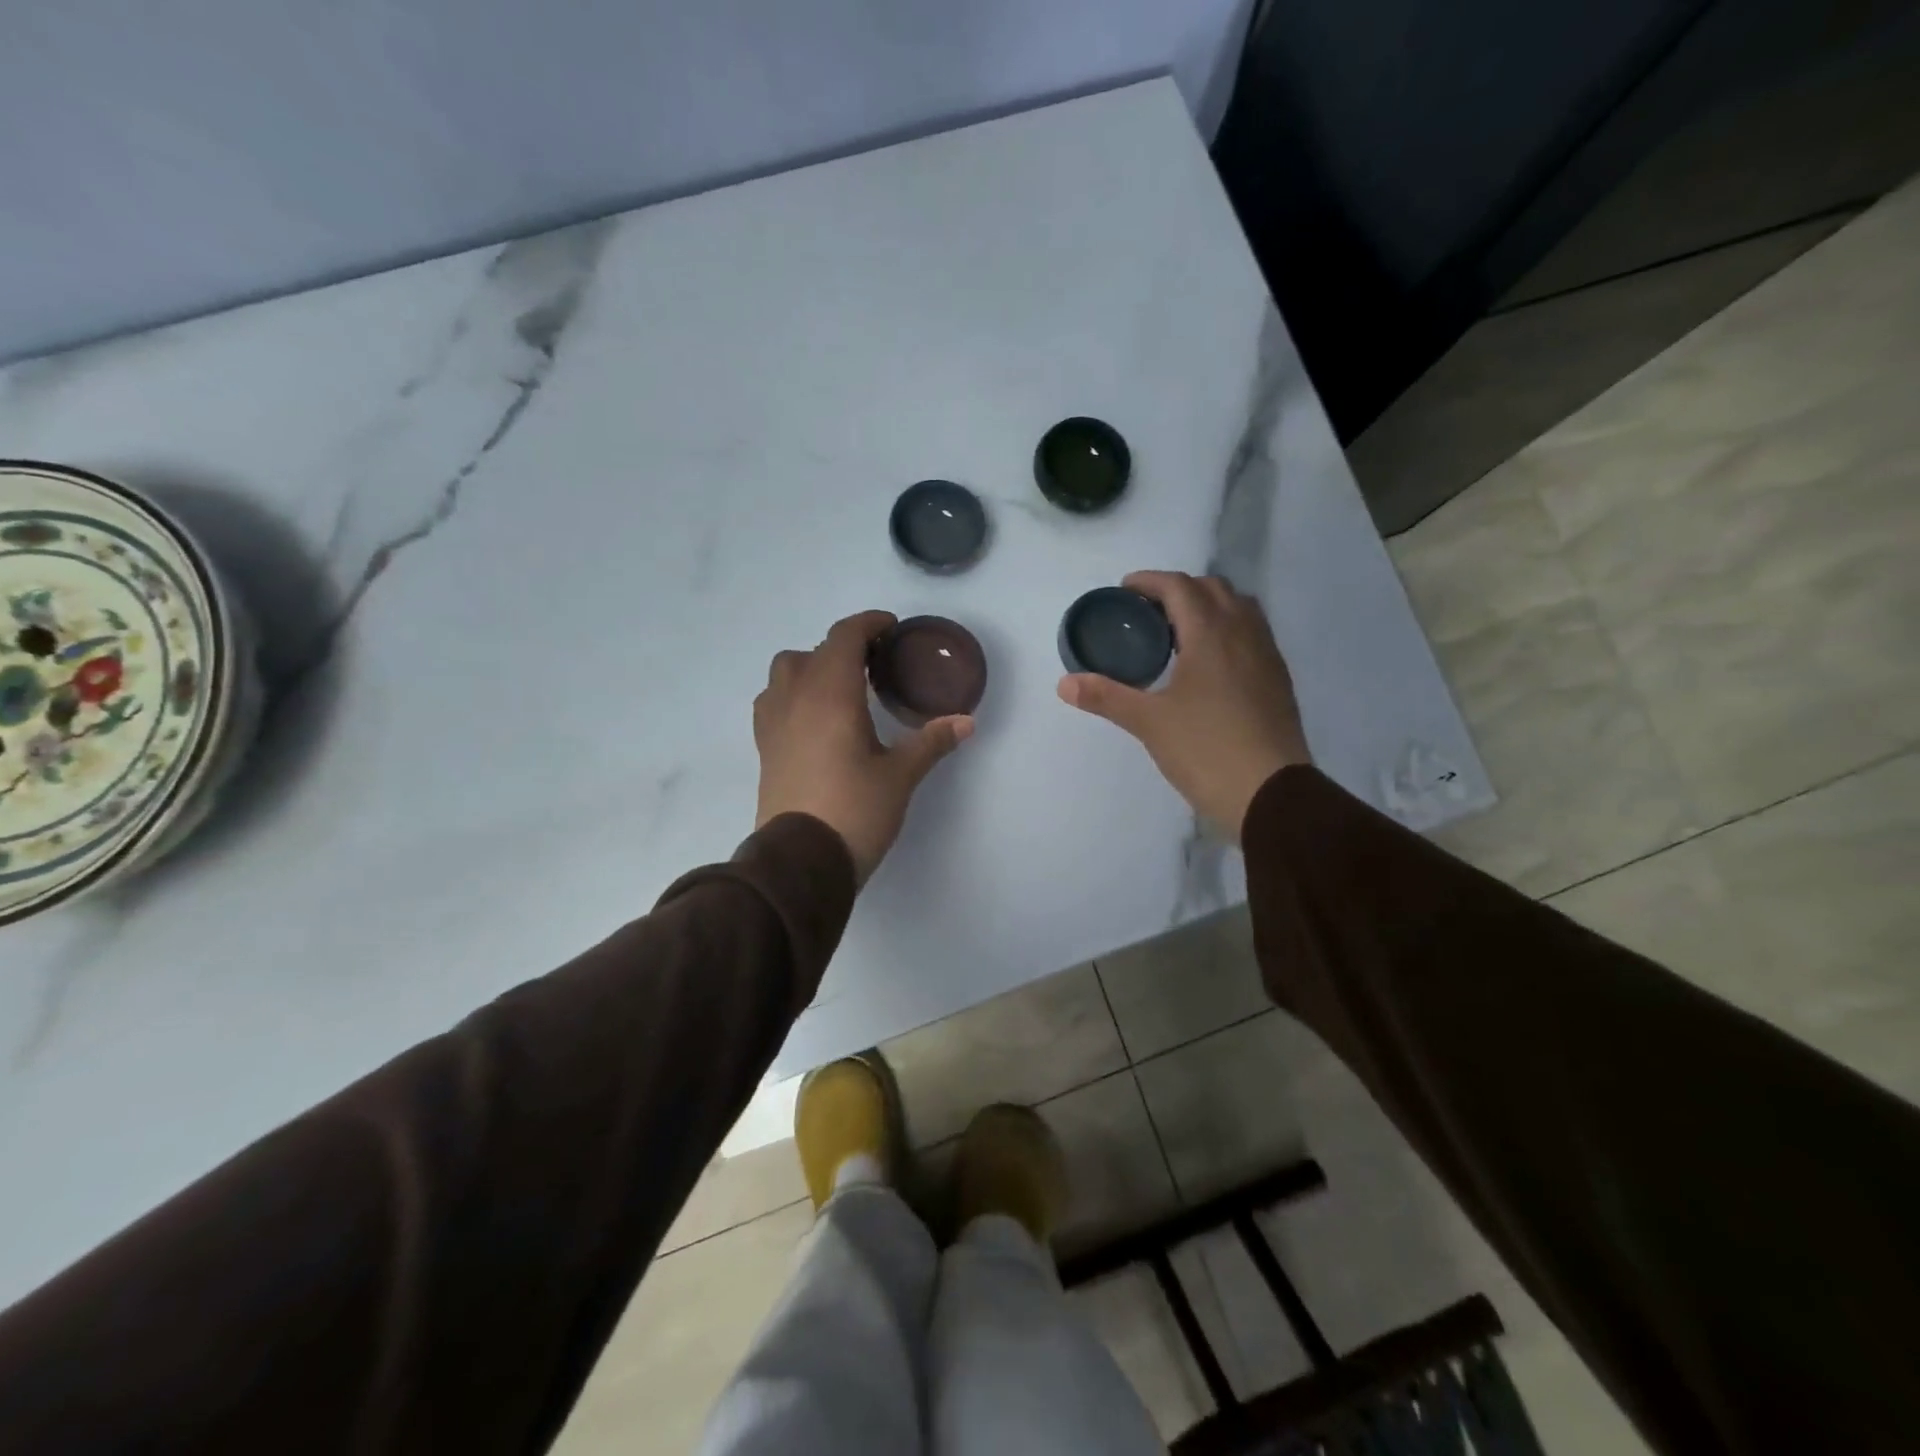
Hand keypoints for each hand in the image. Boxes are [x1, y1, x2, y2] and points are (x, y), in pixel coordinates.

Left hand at [755, 610, 973, 882]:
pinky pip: (773, 702)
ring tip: (840, 692)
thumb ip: (932, 742)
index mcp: (831, 694)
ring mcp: (773, 723)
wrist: (800, 862)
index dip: (868, 624)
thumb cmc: (855, 810)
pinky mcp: (764, 749)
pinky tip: (814, 721)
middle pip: (812, 652)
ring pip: (785, 673)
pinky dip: (793, 695)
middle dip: (843, 649)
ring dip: (811, 669)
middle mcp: (795, 698)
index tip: (891, 629)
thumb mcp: (900, 776)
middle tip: (873, 667)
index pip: (844, 637)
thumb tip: (966, 722)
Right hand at [1058, 571, 1309, 838]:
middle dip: (1179, 589)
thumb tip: (1064, 684)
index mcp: (1210, 634)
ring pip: (1239, 608)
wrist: (1271, 793)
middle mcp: (1243, 633)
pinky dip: (1227, 630)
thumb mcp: (1149, 722)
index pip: (1179, 586)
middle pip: (1212, 588)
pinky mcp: (1278, 679)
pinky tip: (1209, 664)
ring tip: (1178, 633)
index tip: (1124, 591)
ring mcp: (1267, 655)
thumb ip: (1106, 697)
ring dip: (1208, 606)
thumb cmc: (1206, 749)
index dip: (1149, 581)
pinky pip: (1252, 634)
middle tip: (1148, 613)